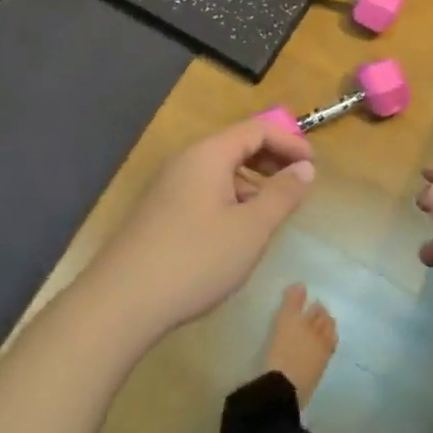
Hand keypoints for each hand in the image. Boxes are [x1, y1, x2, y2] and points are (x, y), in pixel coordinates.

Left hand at [86, 119, 314, 341]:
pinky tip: (235, 232)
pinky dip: (228, 199)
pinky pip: (202, 191)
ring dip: (250, 183)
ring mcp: (167, 187)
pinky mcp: (158, 212)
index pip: (256, 130)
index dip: (289, 142)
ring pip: (218, 171)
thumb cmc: (194, 260)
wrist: (120, 303)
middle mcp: (185, 161)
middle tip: (297, 184)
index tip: (313, 166)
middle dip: (270, 160)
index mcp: (208, 155)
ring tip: (270, 213)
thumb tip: (305, 169)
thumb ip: (282, 196)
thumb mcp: (250, 230)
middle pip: (235, 146)